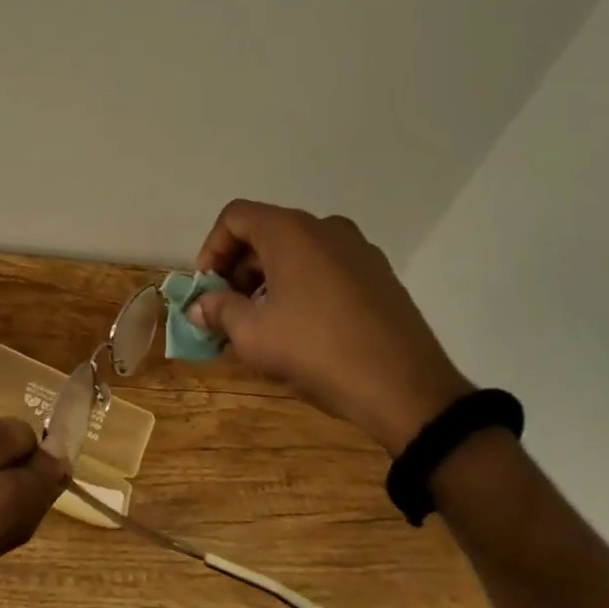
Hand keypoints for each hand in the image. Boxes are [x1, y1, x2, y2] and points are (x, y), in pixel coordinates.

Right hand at [190, 200, 472, 455]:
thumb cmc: (319, 352)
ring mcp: (358, 249)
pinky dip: (303, 284)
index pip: (235, 217)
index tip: (207, 288)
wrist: (409, 390)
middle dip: (239, 268)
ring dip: (269, 278)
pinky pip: (327, 266)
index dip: (212, 248)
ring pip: (298, 250)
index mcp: (291, 230)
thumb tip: (199, 306)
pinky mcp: (380, 274)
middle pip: (266, 231)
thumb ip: (220, 312)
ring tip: (263, 322)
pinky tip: (303, 326)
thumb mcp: (255, 336)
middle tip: (228, 309)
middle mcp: (325, 227)